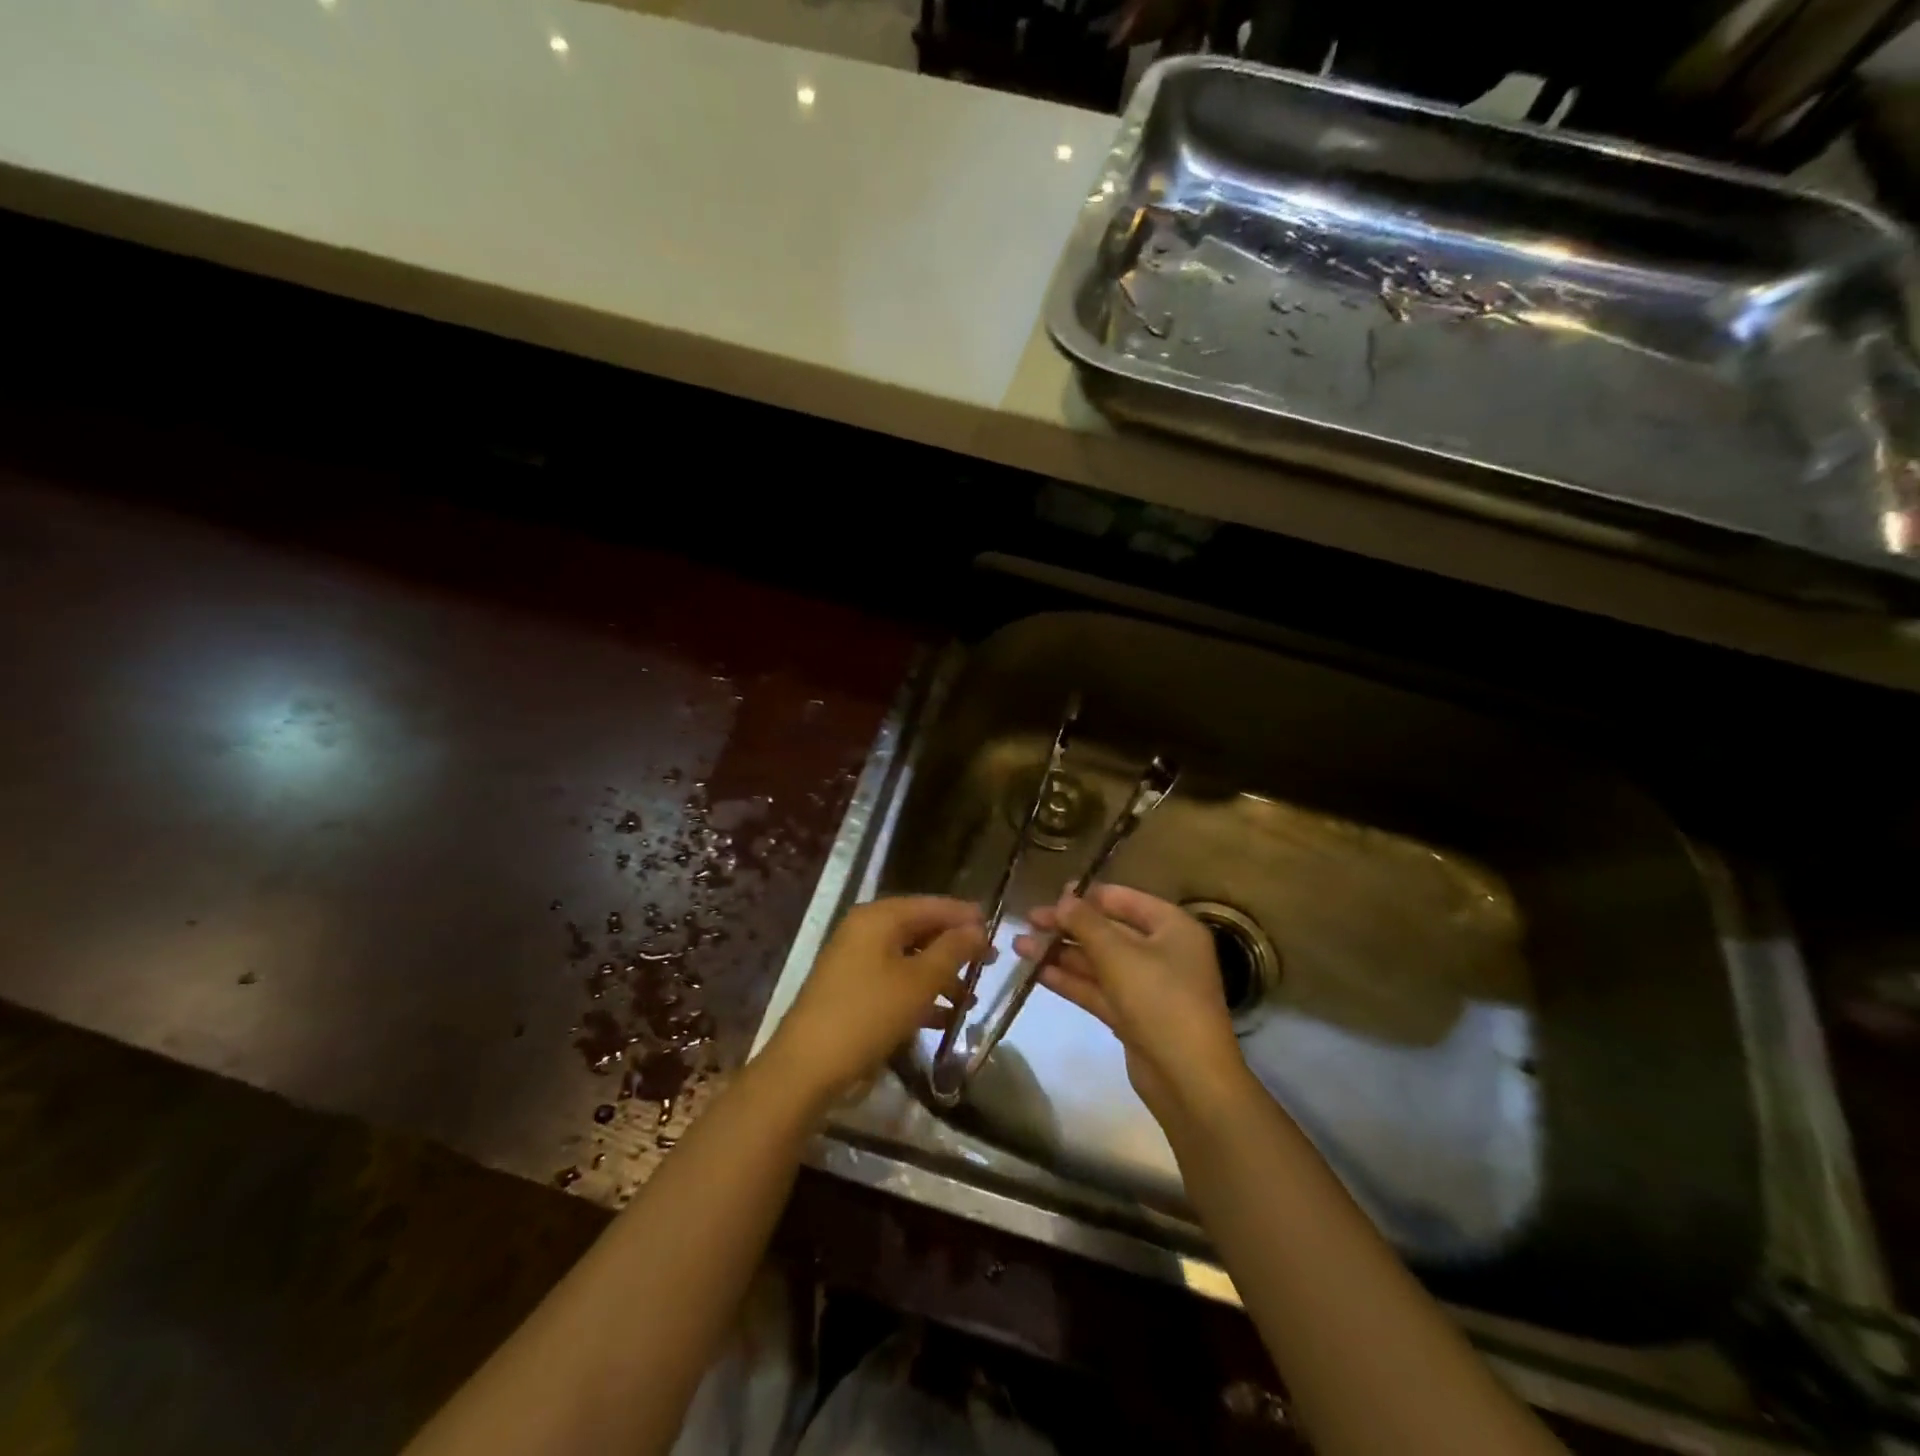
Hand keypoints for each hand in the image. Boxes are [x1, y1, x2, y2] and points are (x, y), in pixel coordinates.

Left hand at [765, 895, 986, 1106]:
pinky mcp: (852, 991)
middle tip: (989, 965)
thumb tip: (977, 928)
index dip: (965, 916)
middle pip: (920, 930)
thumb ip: (952, 950)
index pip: (932, 905)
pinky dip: (919, 995)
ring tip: (970, 1000)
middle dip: (955, 949)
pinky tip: (944, 1019)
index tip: (997, 931)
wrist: (807, 1067)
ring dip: (940, 977)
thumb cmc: (868, 1014)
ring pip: (909, 959)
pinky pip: (894, 982)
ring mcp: (856, 961)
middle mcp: (866, 931)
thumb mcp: (920, 981)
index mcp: (879, 917)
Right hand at [1015, 885, 1246, 1123]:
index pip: (1125, 900)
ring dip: (1061, 953)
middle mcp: (1162, 952)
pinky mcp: (1132, 1016)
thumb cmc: (1160, 1000)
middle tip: (1028, 920)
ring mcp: (1147, 986)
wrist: (1188, 1080)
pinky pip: (1098, 989)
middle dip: (1068, 926)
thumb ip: (1086, 923)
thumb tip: (1064, 898)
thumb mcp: (1118, 954)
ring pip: (1099, 962)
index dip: (1088, 896)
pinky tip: (1037, 973)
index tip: (1052, 894)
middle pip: (1108, 931)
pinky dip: (1070, 980)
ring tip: (1019, 945)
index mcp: (1172, 928)